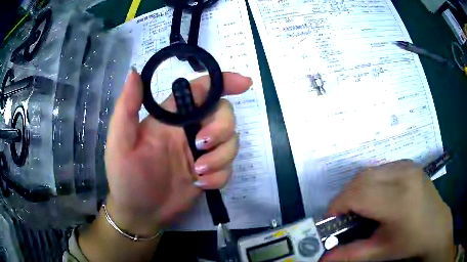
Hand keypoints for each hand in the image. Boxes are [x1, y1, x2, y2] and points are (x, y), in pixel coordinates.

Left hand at [104, 70, 250, 235]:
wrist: (139, 212)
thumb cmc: (125, 176)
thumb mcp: (121, 142)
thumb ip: (127, 106)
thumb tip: (135, 71)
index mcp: (171, 117)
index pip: (202, 90)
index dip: (224, 81)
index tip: (244, 84)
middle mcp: (190, 130)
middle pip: (224, 114)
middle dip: (221, 129)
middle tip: (201, 147)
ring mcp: (201, 153)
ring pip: (231, 142)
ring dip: (220, 157)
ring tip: (197, 174)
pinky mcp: (210, 173)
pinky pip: (229, 167)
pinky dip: (220, 176)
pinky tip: (201, 185)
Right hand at [322, 160, 454, 261]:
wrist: (437, 227)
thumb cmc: (411, 243)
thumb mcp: (381, 252)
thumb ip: (350, 254)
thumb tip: (322, 258)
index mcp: (399, 200)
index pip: (358, 193)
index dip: (338, 205)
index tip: (331, 221)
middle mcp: (403, 175)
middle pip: (361, 178)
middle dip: (345, 197)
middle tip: (344, 216)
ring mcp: (407, 166)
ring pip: (369, 171)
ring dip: (357, 189)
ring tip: (359, 208)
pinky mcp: (408, 164)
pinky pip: (380, 169)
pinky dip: (370, 182)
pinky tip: (376, 197)